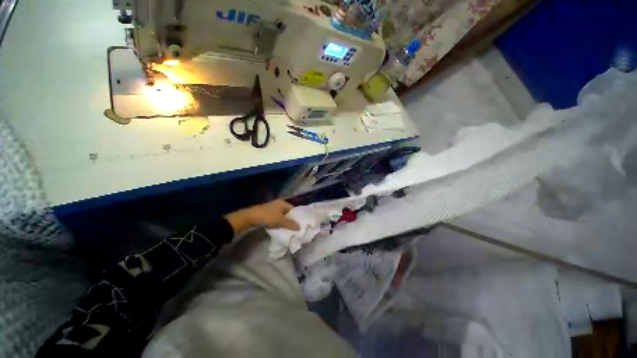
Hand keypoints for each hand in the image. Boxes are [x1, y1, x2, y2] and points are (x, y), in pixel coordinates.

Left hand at [225, 199, 299, 234]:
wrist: (249, 218)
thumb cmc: (267, 216)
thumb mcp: (280, 221)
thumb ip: (290, 224)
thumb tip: (299, 227)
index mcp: (282, 203)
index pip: (293, 209)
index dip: (297, 217)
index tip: (300, 224)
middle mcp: (278, 204)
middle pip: (287, 213)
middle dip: (291, 220)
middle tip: (295, 228)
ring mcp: (272, 209)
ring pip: (282, 216)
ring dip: (284, 223)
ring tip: (289, 230)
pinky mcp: (267, 214)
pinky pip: (276, 219)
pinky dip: (279, 223)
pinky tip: (280, 229)